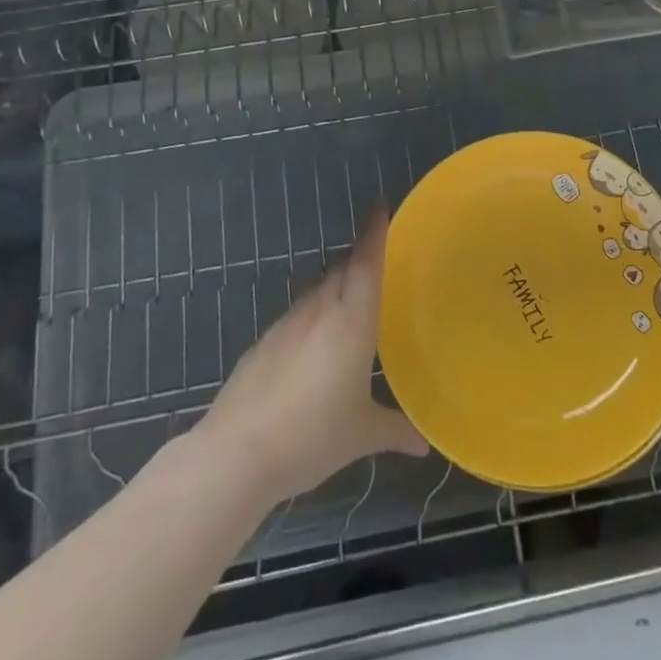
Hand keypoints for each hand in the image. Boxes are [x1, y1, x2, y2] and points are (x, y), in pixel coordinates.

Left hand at [191, 205, 426, 508]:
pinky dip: (312, 317)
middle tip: (378, 263)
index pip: (366, 264)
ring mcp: (286, 324)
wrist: (236, 453)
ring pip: (317, 291)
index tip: (380, 206)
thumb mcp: (360, 435)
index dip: (374, 232)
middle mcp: (319, 311)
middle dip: (359, 259)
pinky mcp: (263, 343)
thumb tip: (424, 444)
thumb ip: (394, 430)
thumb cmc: (311, 436)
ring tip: (349, 306)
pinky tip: (314, 346)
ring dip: (334, 288)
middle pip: (341, 270)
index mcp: (351, 322)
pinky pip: (297, 316)